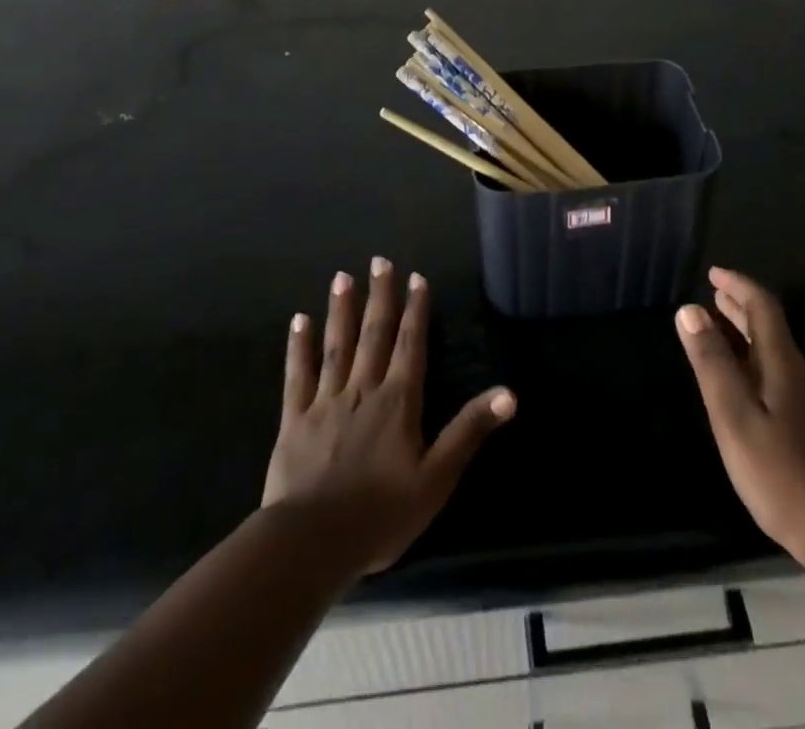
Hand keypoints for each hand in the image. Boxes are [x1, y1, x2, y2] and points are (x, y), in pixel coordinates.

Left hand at [264, 259, 514, 575]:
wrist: (311, 543)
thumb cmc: (381, 514)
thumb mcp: (437, 478)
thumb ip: (469, 431)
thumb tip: (509, 393)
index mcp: (399, 401)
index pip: (411, 344)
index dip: (416, 310)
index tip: (417, 277)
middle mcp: (364, 389)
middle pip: (374, 334)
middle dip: (380, 296)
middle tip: (380, 261)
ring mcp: (326, 401)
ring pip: (337, 345)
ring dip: (341, 309)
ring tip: (343, 276)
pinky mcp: (294, 420)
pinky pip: (298, 375)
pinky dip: (299, 346)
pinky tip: (299, 321)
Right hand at [676, 266, 804, 569]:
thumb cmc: (783, 474)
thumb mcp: (735, 417)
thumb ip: (712, 364)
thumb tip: (690, 310)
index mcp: (782, 363)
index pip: (762, 306)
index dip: (738, 285)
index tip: (713, 274)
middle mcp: (800, 374)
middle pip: (770, 328)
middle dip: (740, 307)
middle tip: (713, 296)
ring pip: (774, 353)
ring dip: (747, 335)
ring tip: (721, 331)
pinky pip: (779, 377)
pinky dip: (755, 363)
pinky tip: (745, 385)